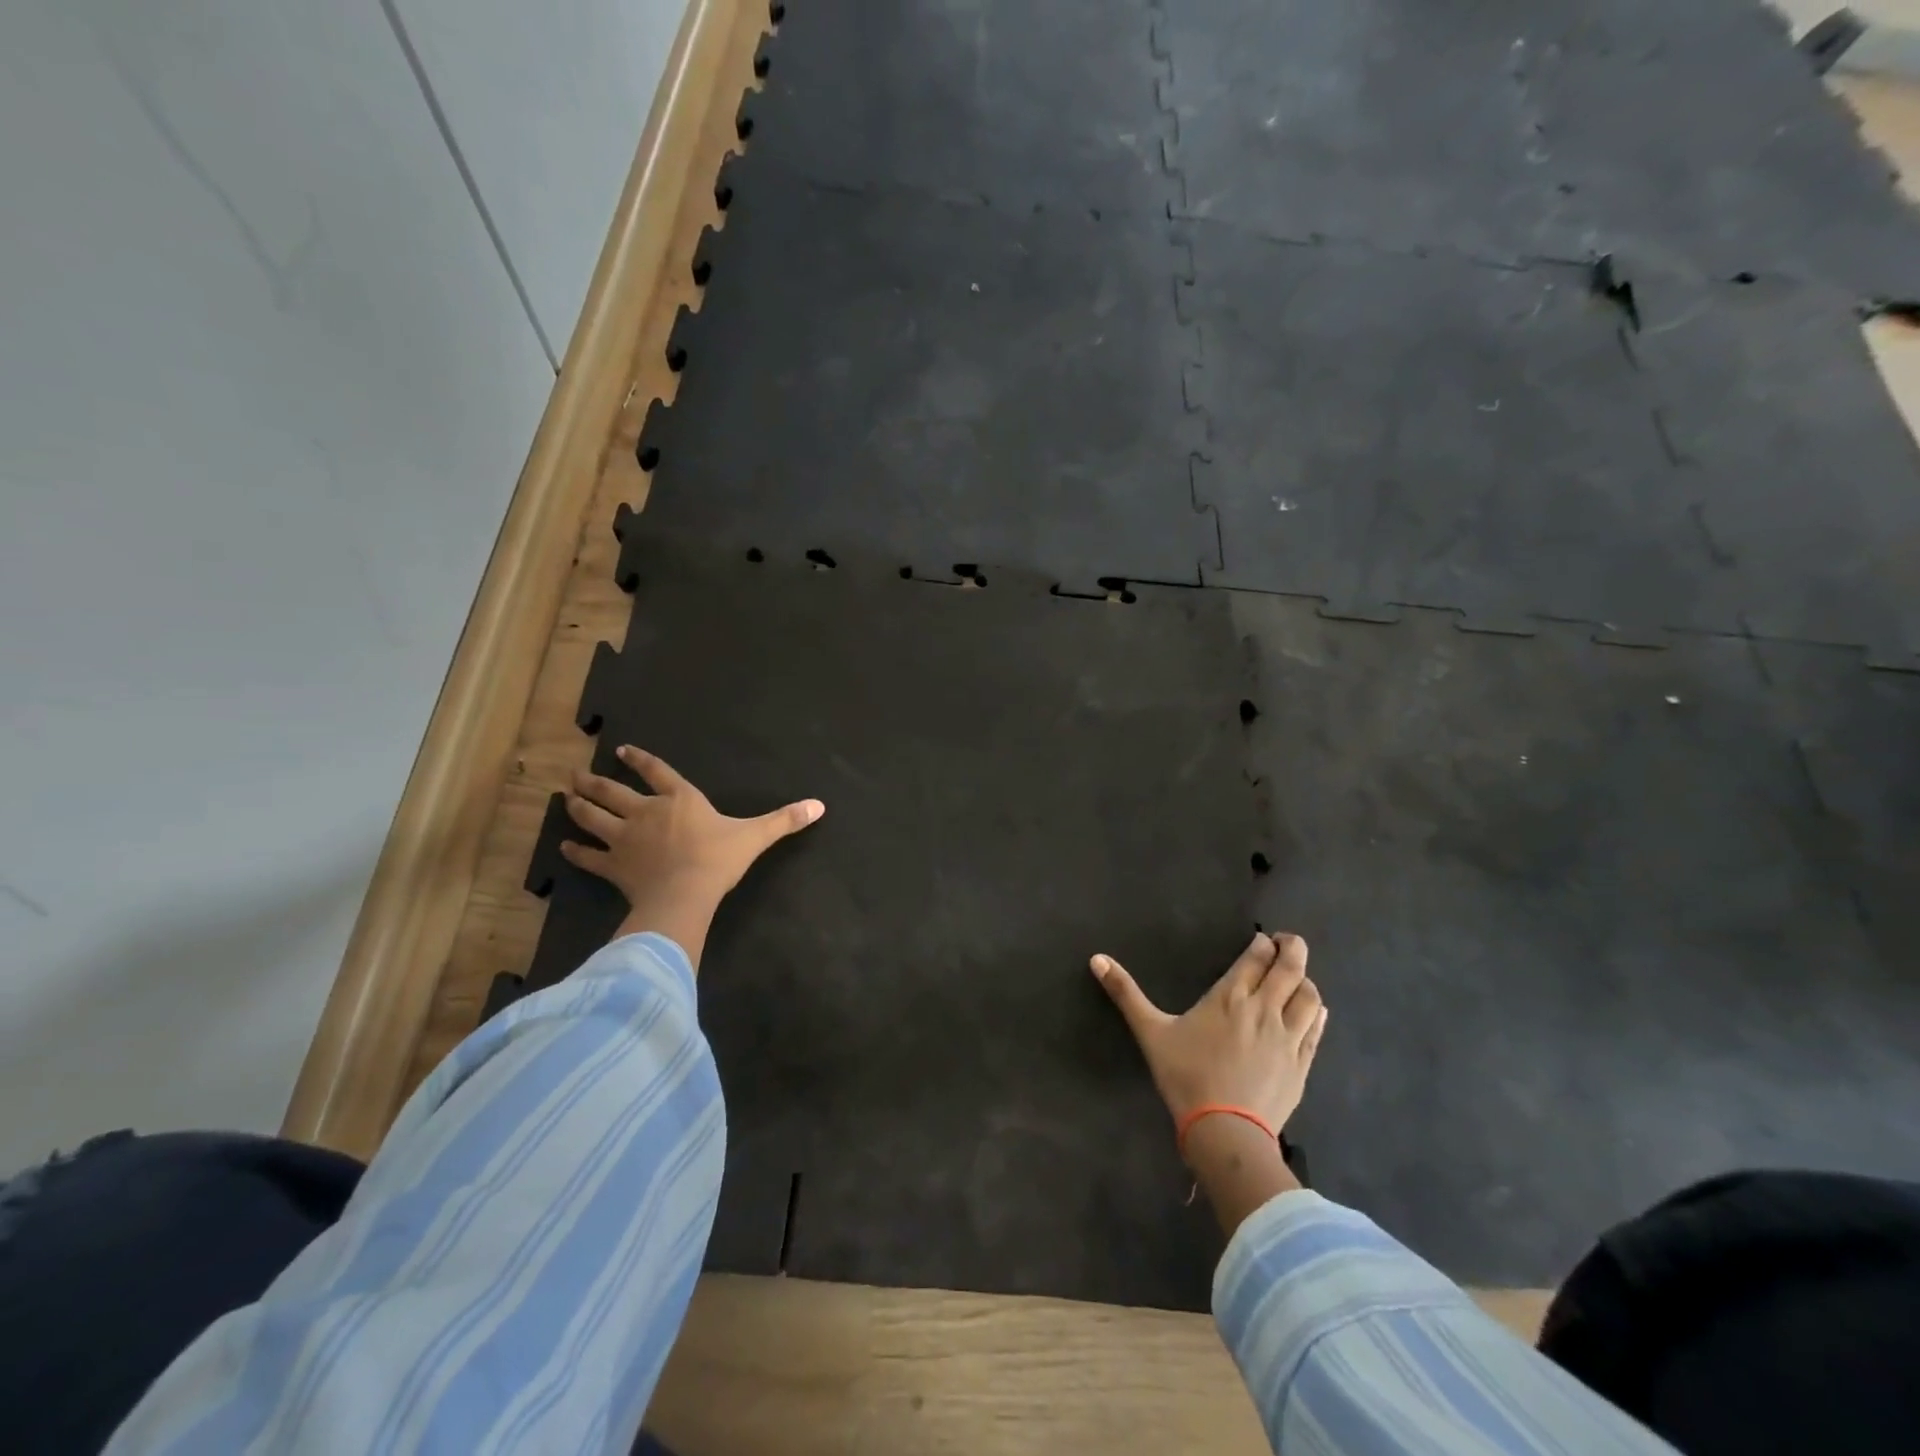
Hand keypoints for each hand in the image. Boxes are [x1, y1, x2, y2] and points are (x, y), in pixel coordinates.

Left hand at [560, 745, 823, 967]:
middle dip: (592, 780)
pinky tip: (564, 848)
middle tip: (574, 773)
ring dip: (577, 807)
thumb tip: (820, 805)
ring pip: (593, 818)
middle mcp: (646, 812)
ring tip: (565, 797)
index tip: (621, 751)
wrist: (685, 893)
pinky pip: (589, 857)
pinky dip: (575, 852)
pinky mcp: (613, 867)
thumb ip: (785, 820)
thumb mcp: (756, 835)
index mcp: (679, 799)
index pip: (657, 772)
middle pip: (612, 791)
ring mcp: (625, 839)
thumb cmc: (719, 859)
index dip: (640, 760)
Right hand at [1092, 932, 1327, 1234]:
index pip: (1257, 956)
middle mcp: (1265, 1009)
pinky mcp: (1301, 1064)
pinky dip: (1316, 1012)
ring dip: (1305, 980)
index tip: (1261, 940)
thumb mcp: (1150, 1032)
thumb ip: (1125, 993)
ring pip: (1310, 995)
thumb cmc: (1185, 1076)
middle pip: (1292, 967)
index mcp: (1230, 996)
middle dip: (1292, 948)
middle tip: (1285, 944)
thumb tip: (1096, 958)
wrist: (1225, 1132)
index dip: (1263, 943)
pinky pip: (1317, 1028)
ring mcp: (1289, 1037)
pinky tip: (1312, 1011)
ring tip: (1296, 978)